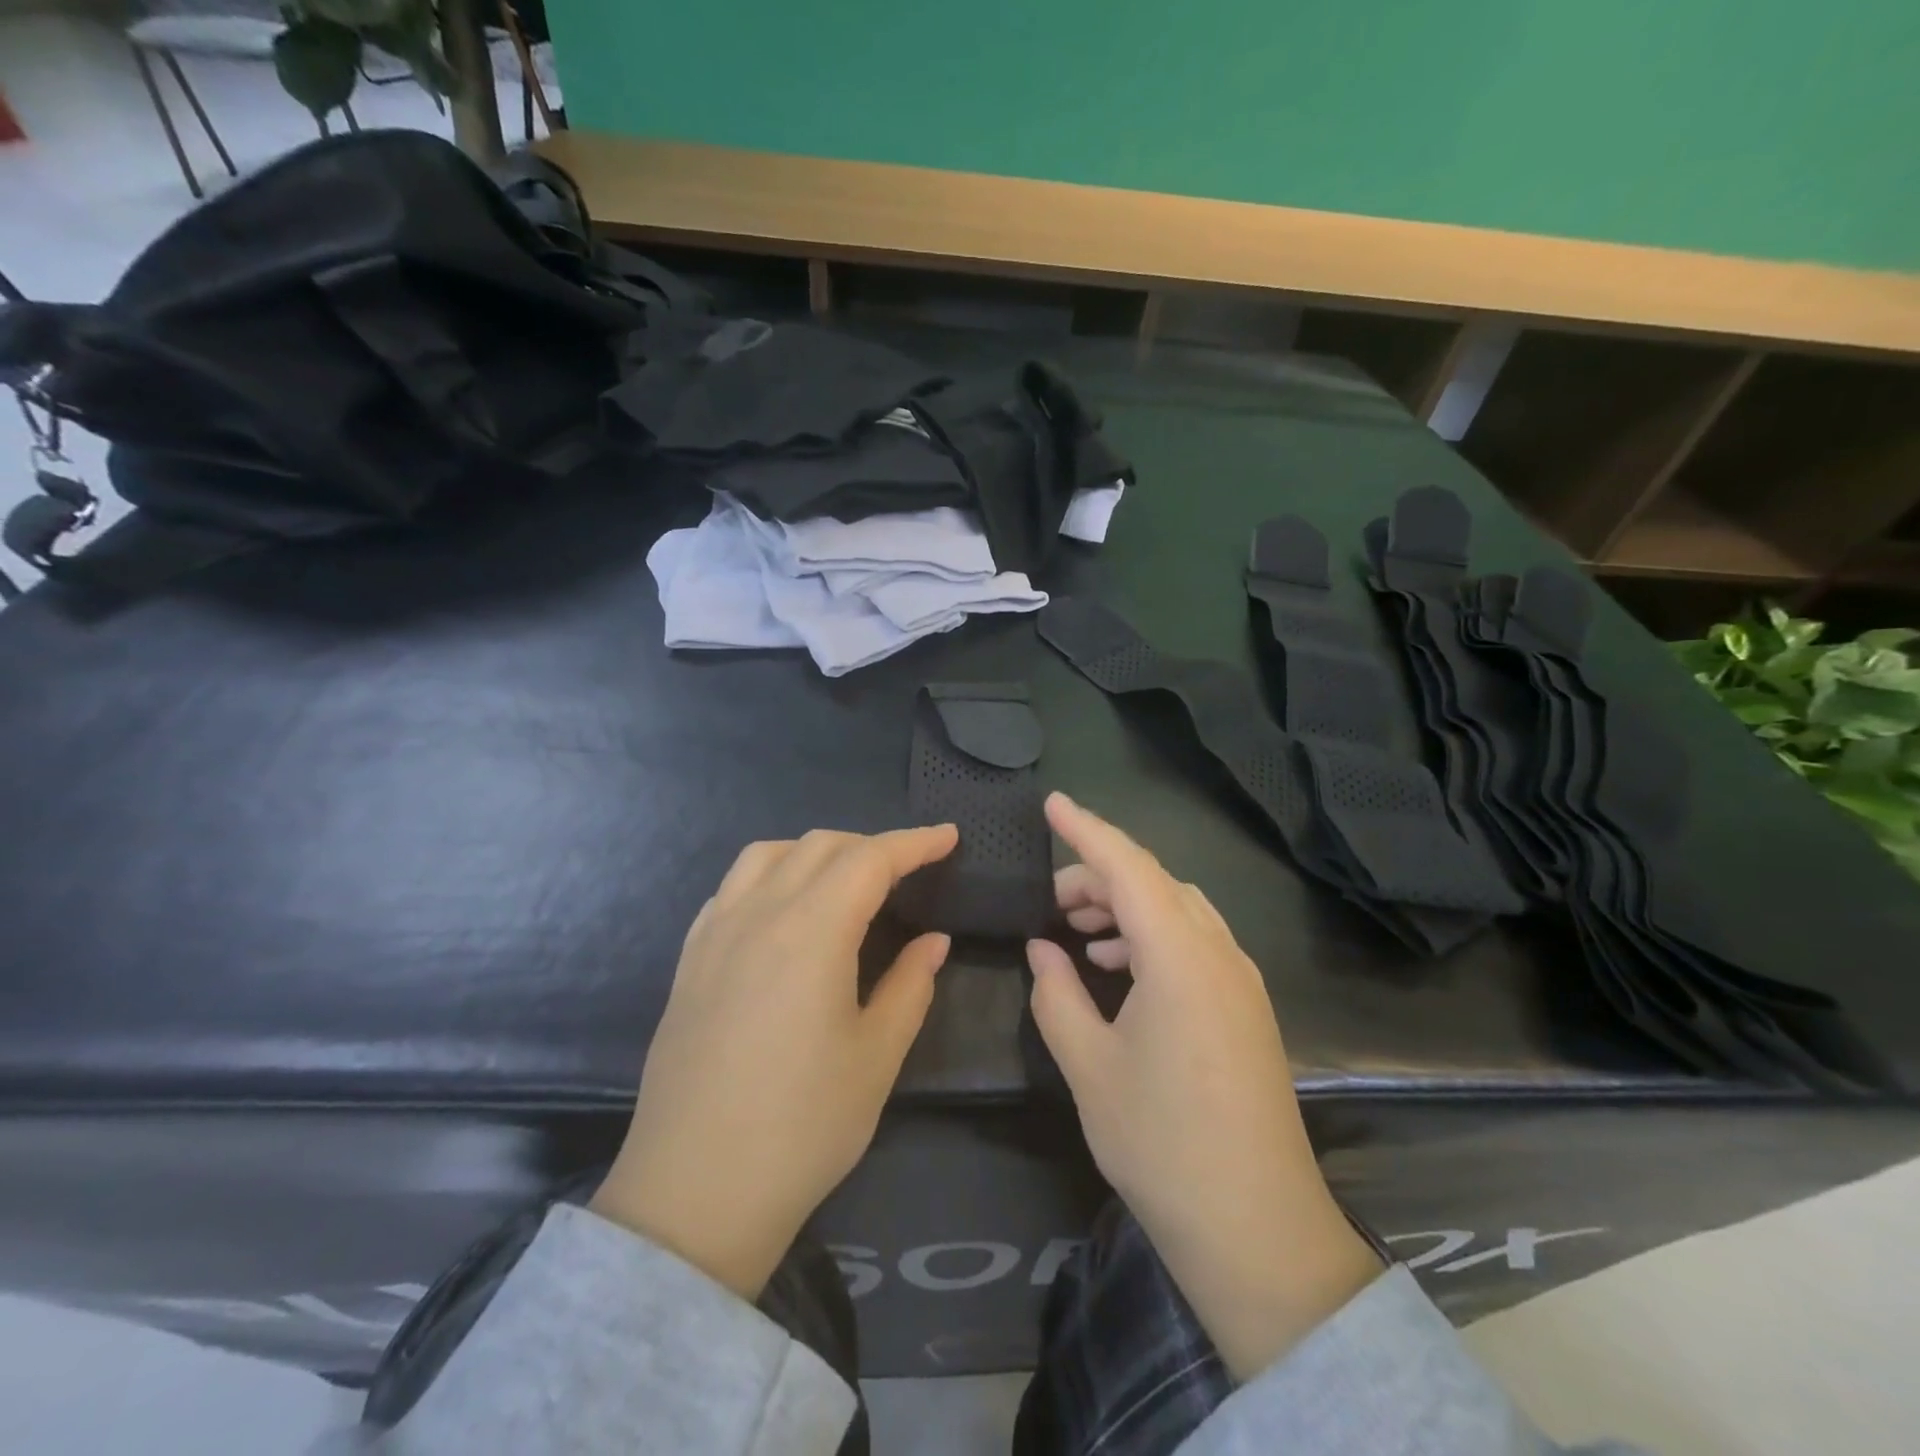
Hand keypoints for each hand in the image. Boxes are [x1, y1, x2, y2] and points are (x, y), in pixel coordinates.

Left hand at [591, 824, 957, 1299]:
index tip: (949, 837)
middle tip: (908, 870)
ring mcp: (715, 934)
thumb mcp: (876, 1056)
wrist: (695, 1193)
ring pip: (768, 855)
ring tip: (844, 879)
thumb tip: (933, 941)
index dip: (915, 843)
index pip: (871, 859)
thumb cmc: (802, 1126)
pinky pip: (732, 887)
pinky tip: (782, 909)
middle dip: (871, 845)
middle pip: (820, 846)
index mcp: (812, 931)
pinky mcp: (689, 960)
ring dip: (815, 851)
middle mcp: (759, 914)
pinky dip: (769, 875)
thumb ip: (910, 985)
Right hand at [1027, 793, 1379, 1379]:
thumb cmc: (1161, 1143)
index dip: (1086, 829)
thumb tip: (1042, 948)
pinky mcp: (1247, 1008)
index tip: (1052, 803)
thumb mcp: (1088, 1066)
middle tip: (1049, 901)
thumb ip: (1057, 994)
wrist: (1257, 1228)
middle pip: (1155, 883)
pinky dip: (1152, 936)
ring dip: (1126, 906)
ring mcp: (1240, 980)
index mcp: (1178, 956)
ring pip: (1177, 909)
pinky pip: (1195, 942)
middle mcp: (1218, 952)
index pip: (1127, 866)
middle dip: (1098, 876)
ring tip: (1079, 931)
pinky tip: (1120, 968)